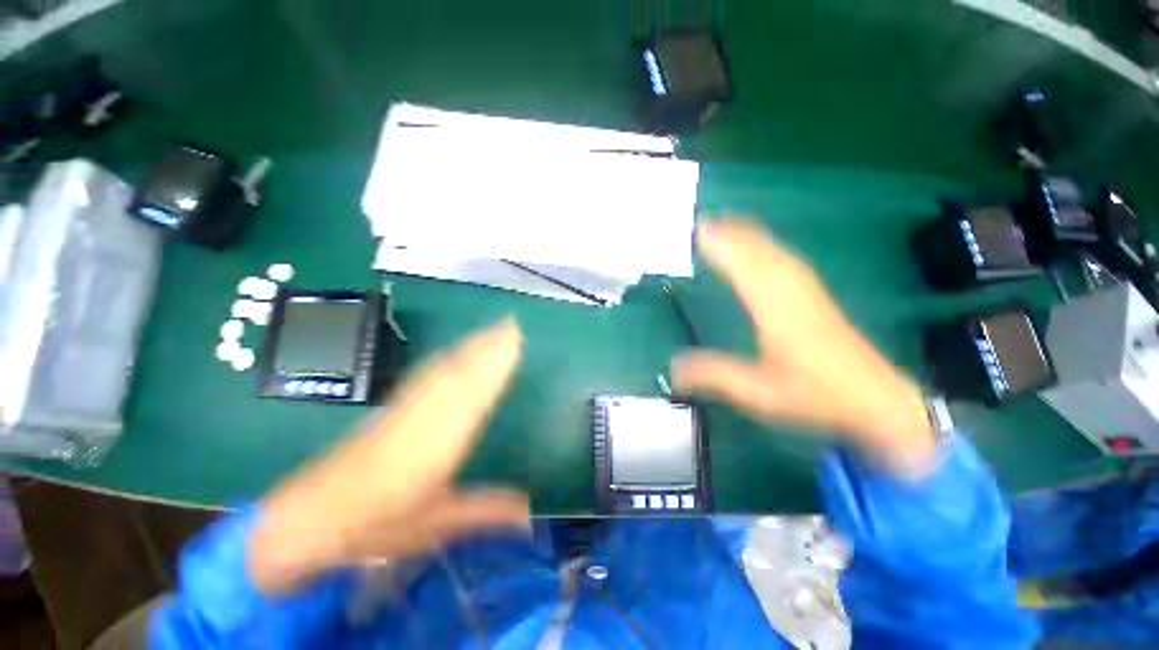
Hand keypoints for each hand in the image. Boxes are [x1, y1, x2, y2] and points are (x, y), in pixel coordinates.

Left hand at [248, 318, 529, 593]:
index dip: (494, 365)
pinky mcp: (390, 409)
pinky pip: (424, 376)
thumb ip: (486, 512)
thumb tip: (530, 512)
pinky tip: (453, 352)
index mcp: (436, 443)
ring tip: (492, 330)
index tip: (514, 341)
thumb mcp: (435, 525)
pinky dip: (445, 358)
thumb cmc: (374, 527)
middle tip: (511, 324)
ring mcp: (403, 409)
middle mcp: (423, 417)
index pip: (472, 394)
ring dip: (469, 347)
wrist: (305, 521)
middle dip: (487, 346)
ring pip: (442, 370)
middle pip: (459, 372)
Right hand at [672, 219, 935, 472]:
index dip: (721, 246)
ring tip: (723, 224)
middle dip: (730, 233)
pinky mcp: (814, 295)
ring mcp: (806, 290)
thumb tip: (672, 369)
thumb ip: (715, 376)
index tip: (698, 230)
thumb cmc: (816, 395)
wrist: (877, 399)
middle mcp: (791, 291)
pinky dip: (766, 246)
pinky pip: (785, 259)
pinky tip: (759, 245)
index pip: (744, 268)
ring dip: (747, 235)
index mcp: (776, 310)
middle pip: (758, 251)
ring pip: (773, 251)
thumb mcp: (758, 392)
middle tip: (701, 221)